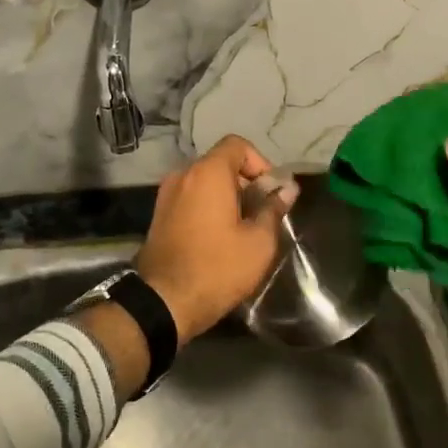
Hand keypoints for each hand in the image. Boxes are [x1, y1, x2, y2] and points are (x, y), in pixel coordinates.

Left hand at [137, 135, 296, 343]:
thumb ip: (274, 209)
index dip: (260, 163)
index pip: (237, 145)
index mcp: (208, 172)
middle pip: (221, 163)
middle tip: (262, 214)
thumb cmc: (217, 268)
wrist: (163, 302)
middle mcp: (183, 175)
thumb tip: (288, 188)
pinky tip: (219, 237)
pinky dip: (208, 207)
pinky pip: (191, 198)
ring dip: (227, 197)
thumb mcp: (258, 242)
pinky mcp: (159, 215)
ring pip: (205, 182)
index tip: (270, 193)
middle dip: (246, 182)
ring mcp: (167, 195)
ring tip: (242, 229)